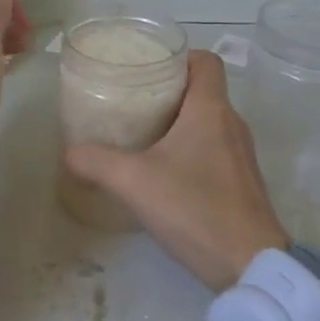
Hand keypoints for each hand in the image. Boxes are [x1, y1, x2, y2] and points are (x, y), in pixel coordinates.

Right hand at [64, 50, 289, 291]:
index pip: (205, 61)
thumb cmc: (194, 209)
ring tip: (143, 134)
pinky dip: (191, 149)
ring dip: (179, 122)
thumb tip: (69, 152)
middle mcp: (232, 124)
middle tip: (133, 101)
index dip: (179, 56)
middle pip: (203, 90)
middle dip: (169, 91)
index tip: (149, 69)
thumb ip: (96, 162)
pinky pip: (215, 149)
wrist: (250, 264)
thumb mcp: (134, 182)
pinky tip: (165, 172)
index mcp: (211, 110)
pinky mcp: (242, 182)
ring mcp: (241, 155)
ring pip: (209, 121)